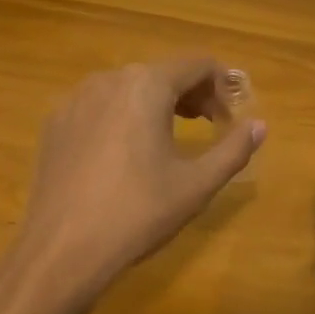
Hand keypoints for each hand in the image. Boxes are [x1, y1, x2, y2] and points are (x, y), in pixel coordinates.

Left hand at [15, 55, 265, 297]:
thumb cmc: (138, 212)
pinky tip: (123, 155)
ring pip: (128, 87)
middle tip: (208, 128)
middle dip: (191, 95)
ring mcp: (75, 99)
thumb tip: (260, 125)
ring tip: (168, 138)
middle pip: (161, 72)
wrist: (62, 250)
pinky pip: (98, 106)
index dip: (223, 85)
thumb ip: (233, 149)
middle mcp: (108, 79)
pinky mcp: (54, 123)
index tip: (230, 119)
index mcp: (147, 85)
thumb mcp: (196, 184)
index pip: (197, 64)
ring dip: (156, 104)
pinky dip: (121, 117)